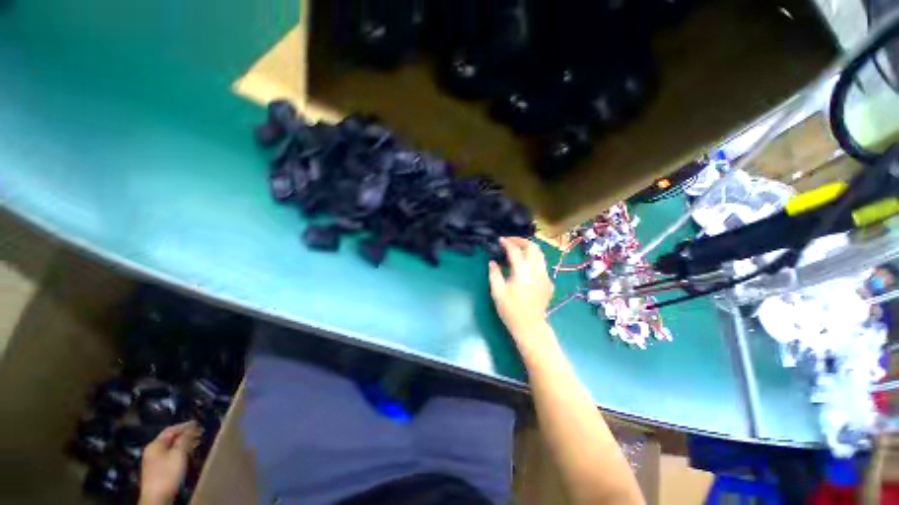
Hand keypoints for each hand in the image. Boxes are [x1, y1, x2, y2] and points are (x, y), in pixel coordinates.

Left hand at [139, 421, 201, 504]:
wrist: (157, 497)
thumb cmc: (167, 473)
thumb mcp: (178, 454)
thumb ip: (185, 439)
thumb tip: (191, 427)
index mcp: (155, 444)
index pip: (171, 430)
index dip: (184, 426)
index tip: (198, 423)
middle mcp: (152, 451)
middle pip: (170, 439)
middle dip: (185, 435)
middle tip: (199, 433)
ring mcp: (153, 461)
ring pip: (170, 448)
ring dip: (183, 444)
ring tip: (196, 442)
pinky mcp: (157, 470)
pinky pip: (170, 455)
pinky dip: (180, 452)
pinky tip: (187, 455)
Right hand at [488, 237, 554, 338]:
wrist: (530, 326)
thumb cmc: (511, 310)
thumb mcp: (497, 292)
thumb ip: (494, 274)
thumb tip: (493, 262)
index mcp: (522, 272)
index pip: (516, 251)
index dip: (507, 243)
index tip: (500, 240)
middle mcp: (536, 271)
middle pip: (533, 247)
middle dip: (521, 240)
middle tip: (510, 241)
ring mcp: (545, 276)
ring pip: (540, 254)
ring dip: (529, 248)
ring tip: (517, 250)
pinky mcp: (548, 282)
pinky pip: (542, 265)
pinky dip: (533, 259)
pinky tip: (525, 266)